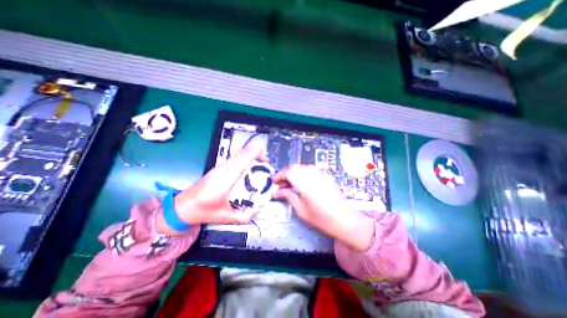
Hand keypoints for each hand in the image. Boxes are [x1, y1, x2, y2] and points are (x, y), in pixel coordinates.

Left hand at [155, 145, 267, 233]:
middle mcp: (221, 171)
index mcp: (225, 182)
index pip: (241, 162)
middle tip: (265, 158)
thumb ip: (246, 215)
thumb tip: (259, 207)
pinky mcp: (216, 168)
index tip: (263, 152)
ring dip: (248, 153)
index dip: (252, 154)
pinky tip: (248, 161)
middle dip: (254, 152)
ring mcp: (218, 168)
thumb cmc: (204, 212)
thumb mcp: (227, 218)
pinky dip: (242, 156)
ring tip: (259, 159)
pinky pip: (232, 158)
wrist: (182, 208)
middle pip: (239, 154)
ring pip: (236, 155)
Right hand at [272, 165, 375, 251]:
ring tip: (290, 185)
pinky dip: (302, 174)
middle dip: (286, 174)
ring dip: (294, 173)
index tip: (274, 183)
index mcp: (306, 183)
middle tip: (281, 185)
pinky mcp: (326, 176)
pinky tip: (302, 184)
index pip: (288, 172)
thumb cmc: (321, 219)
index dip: (279, 176)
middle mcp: (313, 174)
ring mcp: (321, 174)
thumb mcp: (301, 210)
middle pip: (295, 167)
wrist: (345, 220)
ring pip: (302, 167)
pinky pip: (310, 170)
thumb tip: (277, 192)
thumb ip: (288, 196)